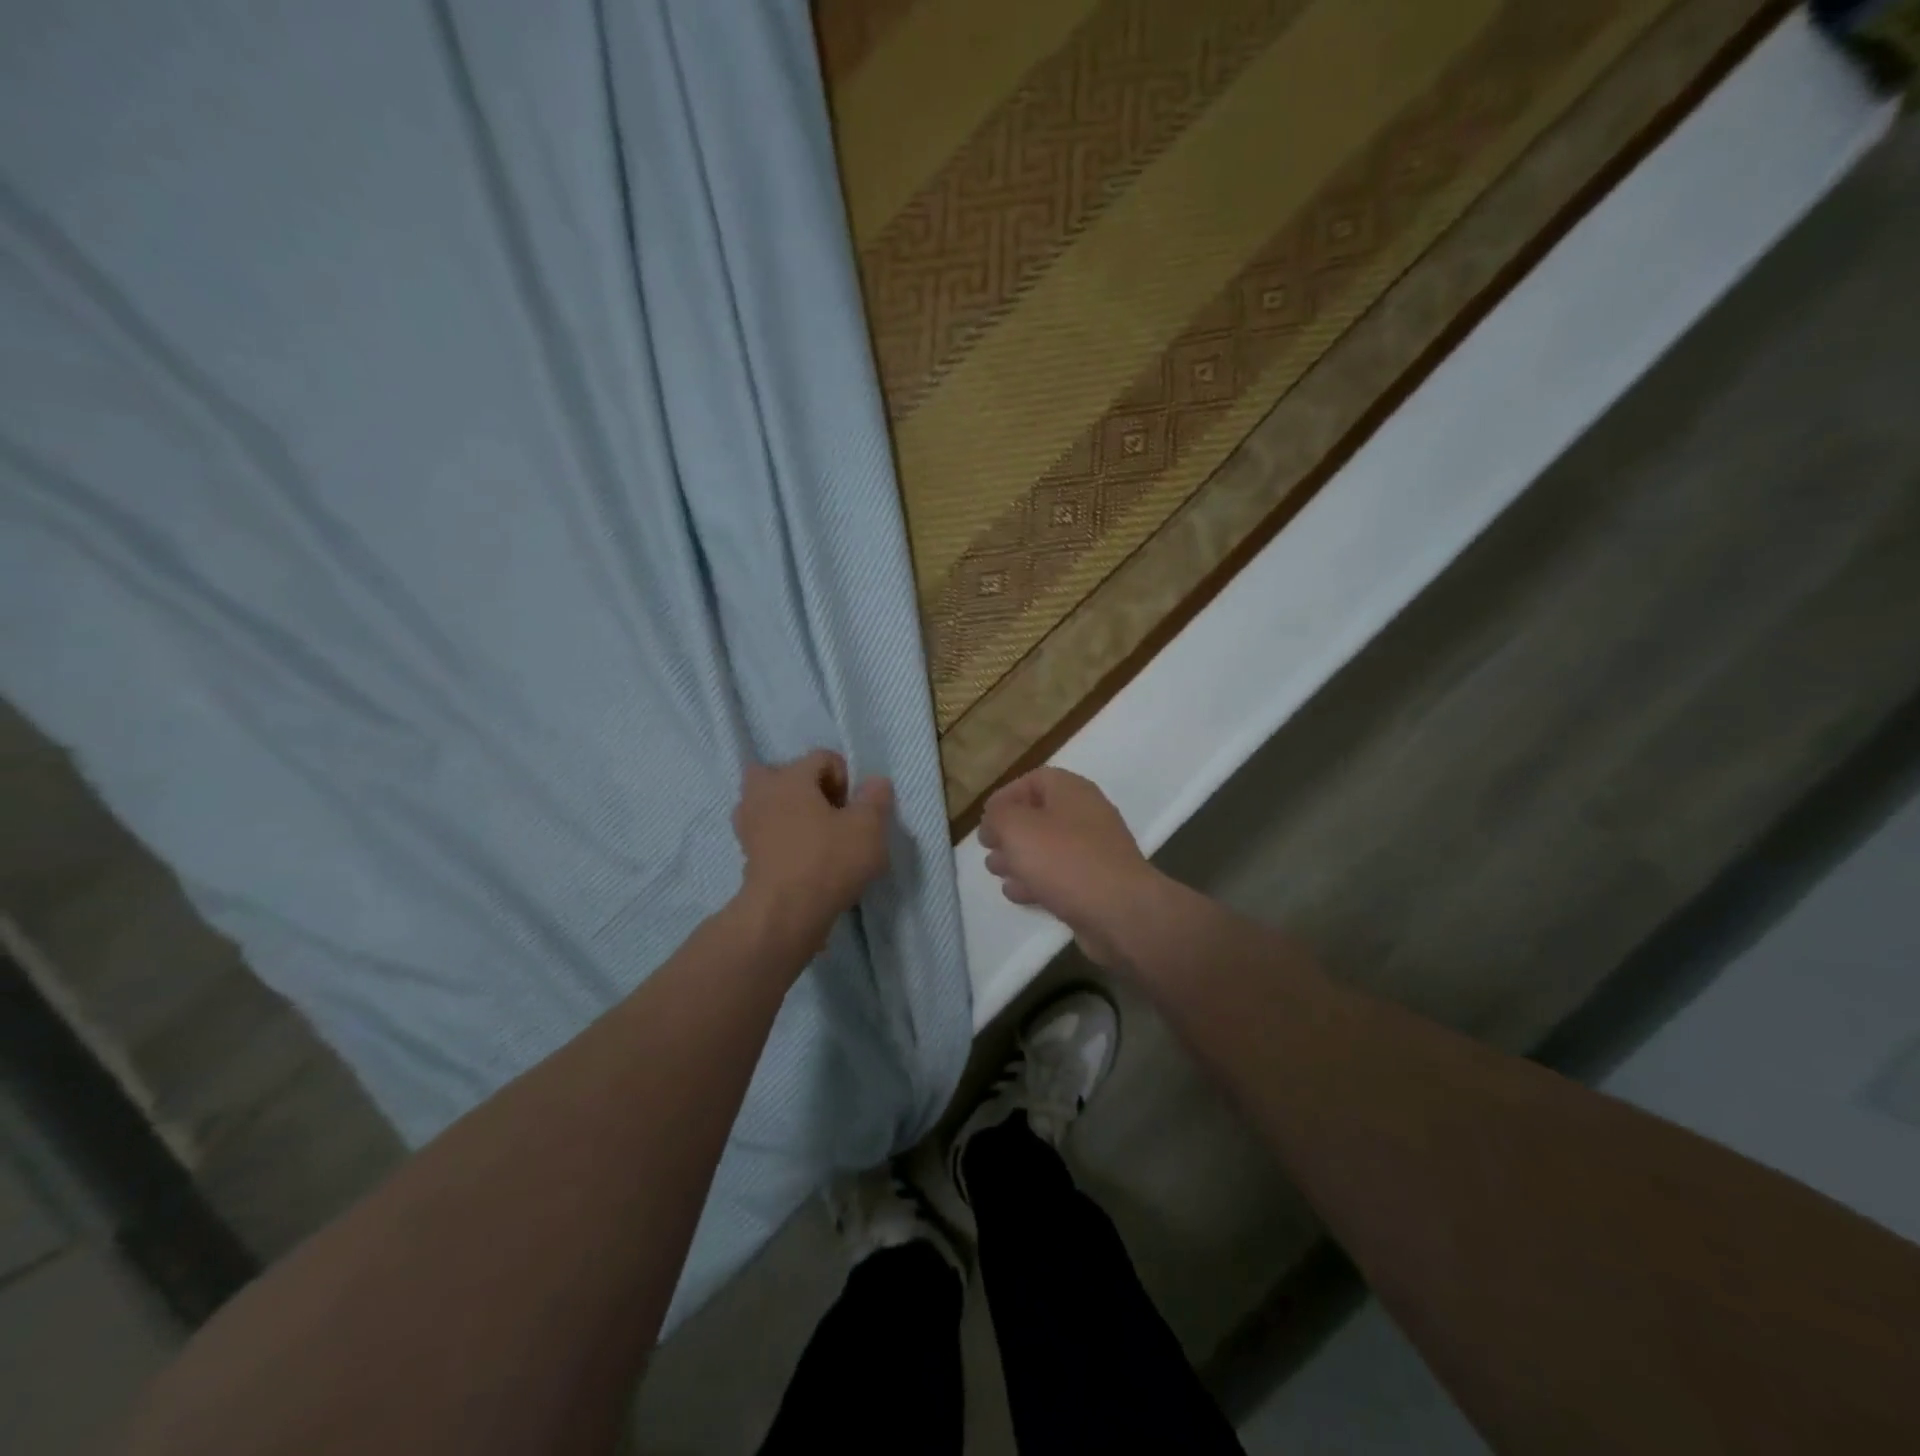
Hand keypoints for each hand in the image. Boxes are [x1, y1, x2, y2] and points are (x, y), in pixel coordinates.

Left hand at [732, 750, 892, 955]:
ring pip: (770, 803)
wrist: (785, 913)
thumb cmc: (829, 861)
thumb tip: (875, 782)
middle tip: (830, 815)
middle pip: (785, 774)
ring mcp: (747, 824)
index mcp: (791, 776)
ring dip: (791, 813)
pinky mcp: (745, 854)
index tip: (854, 810)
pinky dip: (781, 839)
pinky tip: (803, 860)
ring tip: (817, 838)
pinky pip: (766, 832)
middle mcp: (762, 792)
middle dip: (808, 789)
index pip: (823, 757)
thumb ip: (876, 799)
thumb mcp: (869, 828)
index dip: (846, 778)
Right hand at [980, 768, 1156, 967]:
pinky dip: (1037, 881)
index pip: (1034, 780)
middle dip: (1009, 832)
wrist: (1120, 912)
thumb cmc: (1065, 860)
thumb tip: (994, 820)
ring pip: (1048, 848)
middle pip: (1040, 815)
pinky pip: (1060, 876)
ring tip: (996, 872)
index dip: (1006, 796)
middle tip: (989, 849)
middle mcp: (1086, 815)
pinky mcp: (1096, 884)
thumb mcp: (1017, 828)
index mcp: (1072, 791)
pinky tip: (1018, 894)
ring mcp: (1094, 851)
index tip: (985, 819)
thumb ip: (998, 816)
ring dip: (1019, 858)